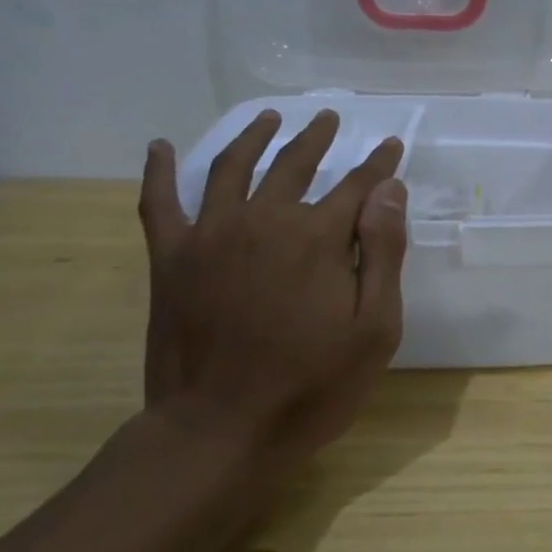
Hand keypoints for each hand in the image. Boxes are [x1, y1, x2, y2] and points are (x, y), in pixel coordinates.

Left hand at [136, 109, 408, 465]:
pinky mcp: (171, 259)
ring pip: (234, 168)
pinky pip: (160, 203)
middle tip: (328, 118)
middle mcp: (264, 220)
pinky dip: (160, 172)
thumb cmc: (311, 387)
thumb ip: (383, 253)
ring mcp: (211, 235)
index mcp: (317, 237)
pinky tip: (162, 147)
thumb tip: (388, 191)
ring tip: (269, 117)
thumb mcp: (374, 329)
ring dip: (254, 136)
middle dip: (317, 138)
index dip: (378, 164)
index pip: (357, 185)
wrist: (219, 433)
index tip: (391, 144)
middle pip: (295, 164)